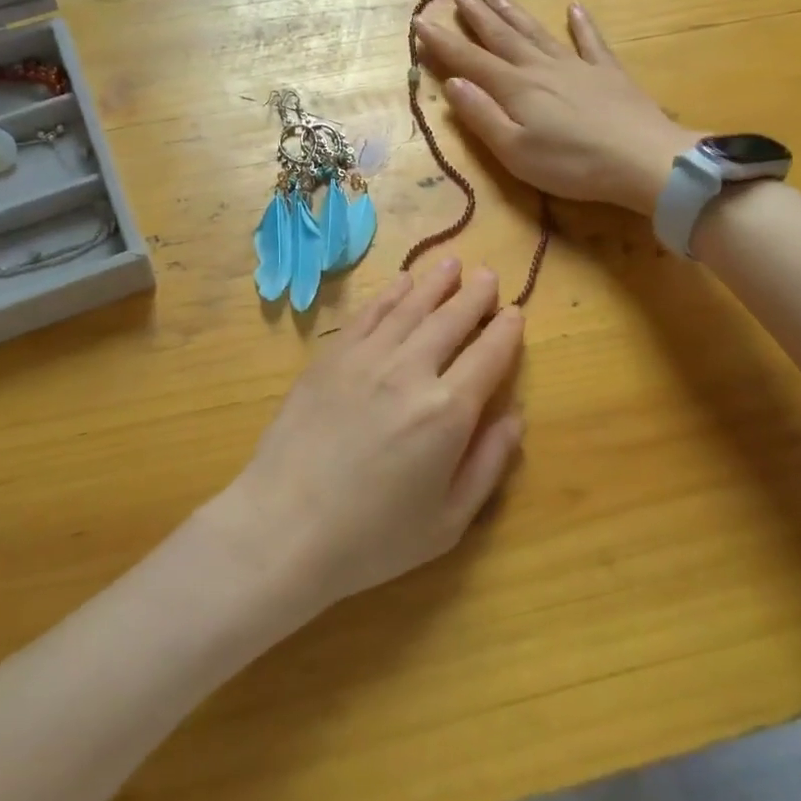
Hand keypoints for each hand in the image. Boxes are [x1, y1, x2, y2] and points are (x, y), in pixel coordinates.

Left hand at [211, 258, 524, 617]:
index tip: (514, 312)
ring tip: (453, 264)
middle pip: (451, 320)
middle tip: (488, 274)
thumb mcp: (448, 521)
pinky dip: (389, 294)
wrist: (285, 524)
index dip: (506, 331)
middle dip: (474, 296)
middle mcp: (410, 371)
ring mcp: (366, 357)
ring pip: (410, 307)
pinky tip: (402, 283)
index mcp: (447, 412)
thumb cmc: (372, 537)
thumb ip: (488, 464)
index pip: (488, 356)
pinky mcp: (331, 356)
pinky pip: (368, 314)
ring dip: (435, 283)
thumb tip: (514, 416)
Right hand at [413, 0, 693, 212]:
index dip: (442, 42)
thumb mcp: (514, 151)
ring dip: (512, 13)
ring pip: (537, 32)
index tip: (419, 22)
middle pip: (502, 37)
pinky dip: (581, 24)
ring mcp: (577, 67)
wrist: (644, 161)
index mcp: (515, 88)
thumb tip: (453, 84)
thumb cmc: (572, 164)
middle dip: (476, 15)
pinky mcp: (608, 74)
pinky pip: (591, 42)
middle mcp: (540, 68)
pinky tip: (574, 9)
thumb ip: (481, 116)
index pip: (469, 60)